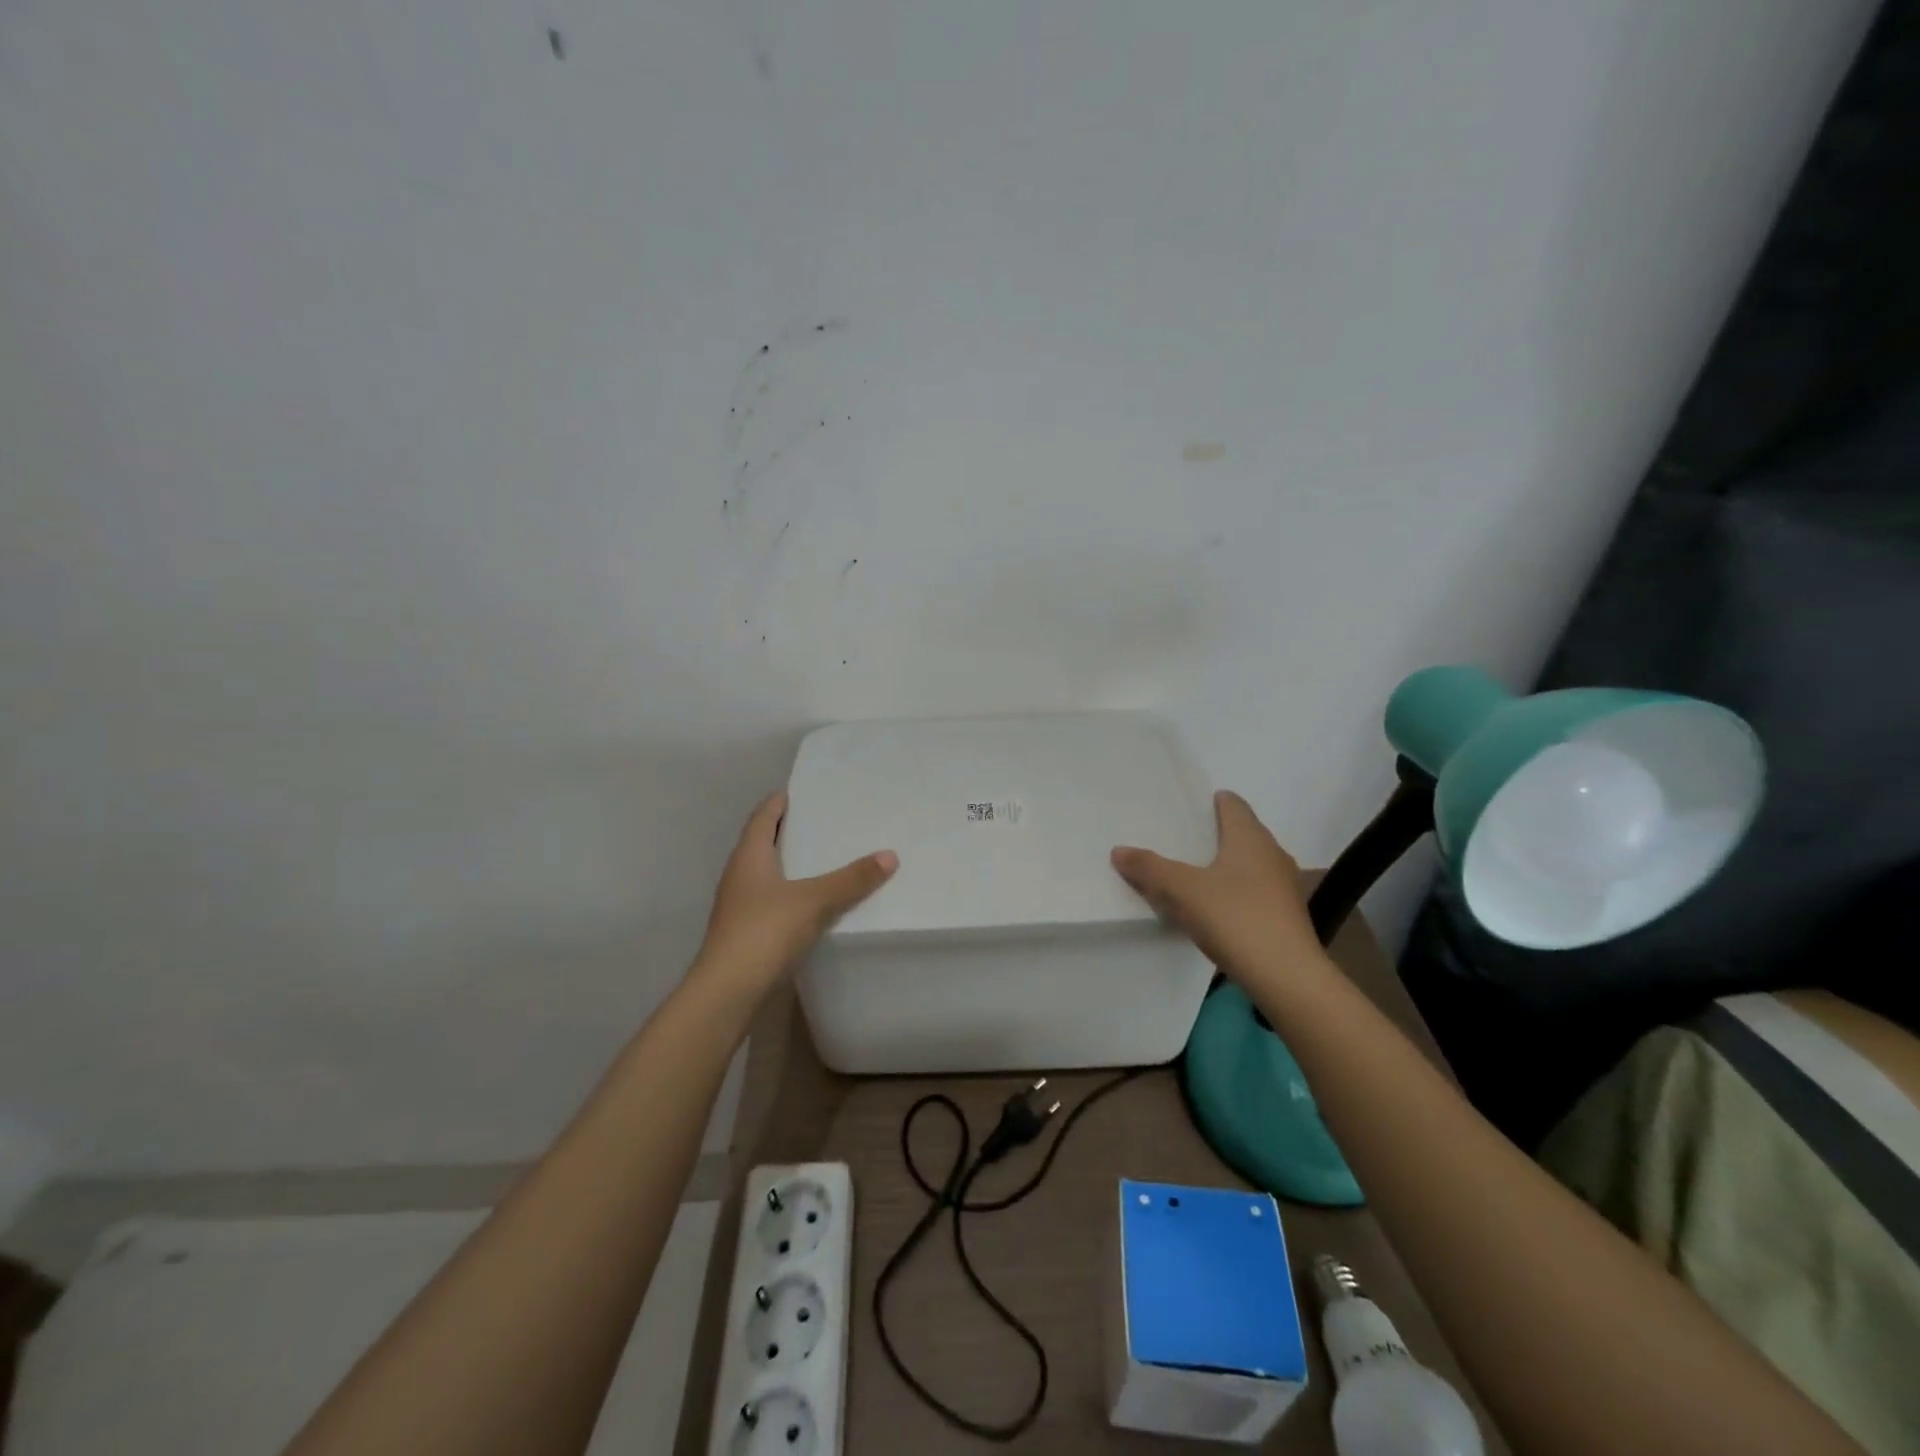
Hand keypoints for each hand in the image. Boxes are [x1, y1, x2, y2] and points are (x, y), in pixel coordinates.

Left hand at [694, 791, 897, 992]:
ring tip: (820, 859)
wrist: (727, 991)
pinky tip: (810, 902)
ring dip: (787, 864)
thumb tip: (890, 855)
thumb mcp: (814, 901)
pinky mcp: (744, 933)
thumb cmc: (764, 932)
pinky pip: (770, 901)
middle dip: (785, 831)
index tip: (796, 791)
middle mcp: (739, 876)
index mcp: (749, 857)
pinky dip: (789, 893)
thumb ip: (851, 879)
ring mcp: (738, 906)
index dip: (777, 803)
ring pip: (765, 874)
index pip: (762, 818)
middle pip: (761, 843)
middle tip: (819, 822)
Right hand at [1111, 791, 1323, 985]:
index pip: (1234, 805)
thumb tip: (1118, 850)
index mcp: (1250, 838)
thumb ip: (1150, 868)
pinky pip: (1256, 892)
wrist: (1287, 976)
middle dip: (1218, 834)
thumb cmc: (1235, 918)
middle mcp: (1272, 854)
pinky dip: (1237, 892)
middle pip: (1244, 833)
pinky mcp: (1287, 917)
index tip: (1192, 806)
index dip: (1214, 802)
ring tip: (1196, 873)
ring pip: (1252, 864)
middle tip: (1184, 839)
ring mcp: (1284, 887)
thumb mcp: (1182, 891)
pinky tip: (1217, 908)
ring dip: (1228, 865)